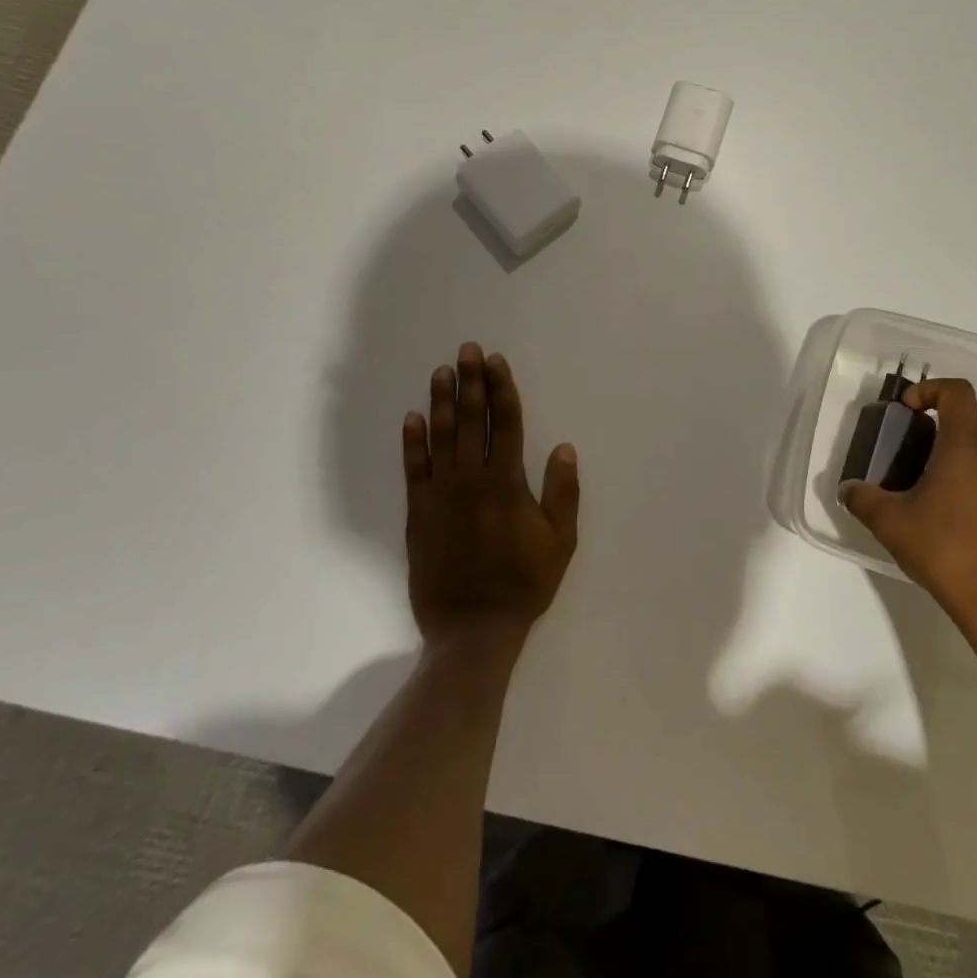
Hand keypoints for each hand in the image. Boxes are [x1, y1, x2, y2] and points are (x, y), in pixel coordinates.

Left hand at [402, 343, 578, 648]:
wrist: (472, 628)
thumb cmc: (524, 583)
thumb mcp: (560, 541)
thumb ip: (563, 492)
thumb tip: (564, 447)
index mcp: (507, 483)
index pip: (504, 423)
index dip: (501, 389)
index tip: (495, 361)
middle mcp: (472, 480)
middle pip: (471, 420)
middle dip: (471, 382)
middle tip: (467, 349)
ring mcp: (441, 495)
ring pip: (441, 437)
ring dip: (442, 401)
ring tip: (441, 371)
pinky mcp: (418, 513)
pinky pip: (413, 470)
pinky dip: (412, 442)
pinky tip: (413, 417)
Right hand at [838, 378, 976, 644]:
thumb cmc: (945, 548)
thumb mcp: (889, 522)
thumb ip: (863, 498)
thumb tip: (849, 490)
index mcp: (966, 444)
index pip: (957, 391)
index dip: (929, 389)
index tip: (906, 410)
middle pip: (968, 419)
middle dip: (936, 425)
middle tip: (906, 448)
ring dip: (953, 453)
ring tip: (923, 482)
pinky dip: (969, 478)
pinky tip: (946, 513)